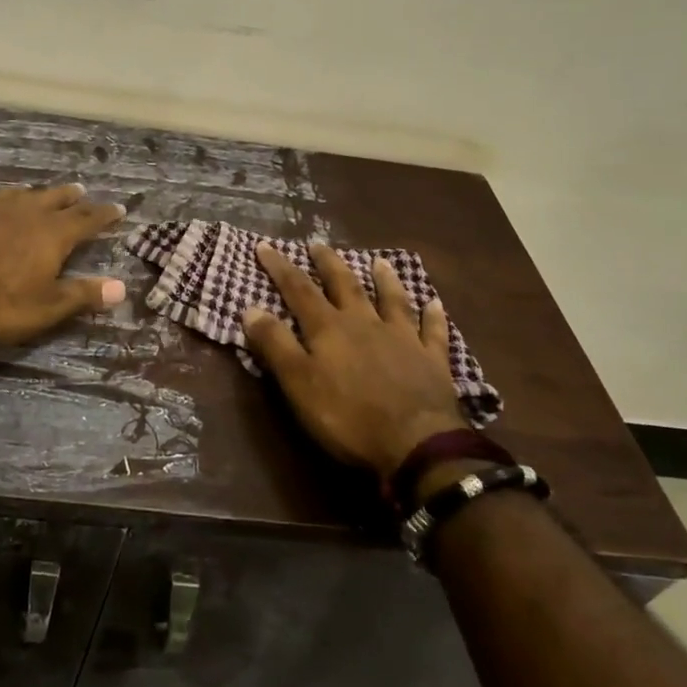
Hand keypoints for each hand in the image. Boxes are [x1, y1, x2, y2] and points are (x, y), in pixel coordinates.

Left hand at [0, 183, 127, 345]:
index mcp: (53, 234)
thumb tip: (122, 287)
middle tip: (82, 190)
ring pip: (20, 194)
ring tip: (37, 191)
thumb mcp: (44, 307)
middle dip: (71, 197)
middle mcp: (26, 212)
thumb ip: (81, 296)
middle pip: (55, 198)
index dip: (104, 215)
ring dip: (34, 193)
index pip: (87, 220)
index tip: (119, 208)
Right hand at [242, 243, 466, 481]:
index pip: (298, 289)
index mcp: (329, 328)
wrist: (416, 444)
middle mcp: (365, 323)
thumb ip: (275, 344)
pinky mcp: (432, 360)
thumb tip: (250, 308)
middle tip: (318, 243)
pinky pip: (433, 331)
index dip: (280, 267)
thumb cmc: (347, 416)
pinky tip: (435, 303)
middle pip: (344, 285)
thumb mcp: (298, 383)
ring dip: (384, 280)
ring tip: (379, 261)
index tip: (265, 245)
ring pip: (391, 300)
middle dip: (329, 263)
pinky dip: (434, 316)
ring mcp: (402, 338)